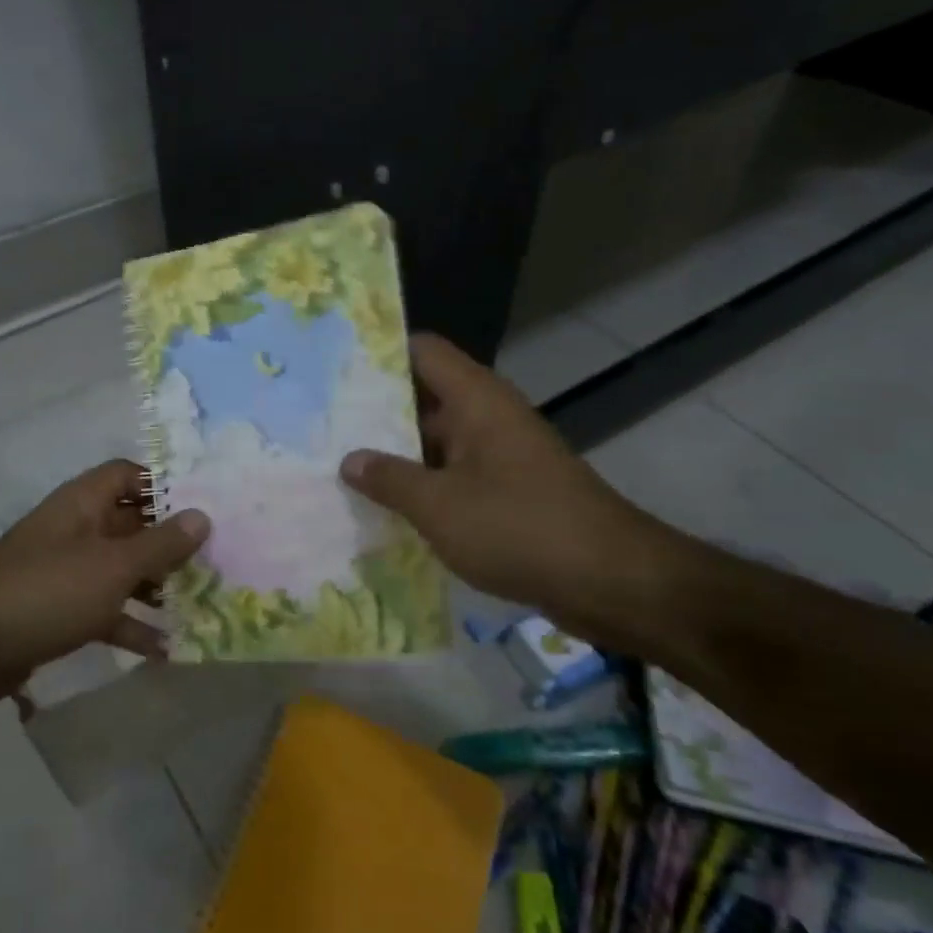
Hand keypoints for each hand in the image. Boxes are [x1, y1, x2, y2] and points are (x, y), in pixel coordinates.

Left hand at [0, 460, 209, 703]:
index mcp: (84, 503)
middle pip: (132, 525)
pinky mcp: (61, 610)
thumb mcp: (113, 566)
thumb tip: (203, 515)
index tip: (202, 507)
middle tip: (215, 562)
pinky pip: (106, 609)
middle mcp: (77, 530)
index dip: (163, 485)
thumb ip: (161, 543)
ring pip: (122, 570)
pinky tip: (165, 649)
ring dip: (156, 586)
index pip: (128, 475)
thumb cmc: (47, 591)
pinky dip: (131, 624)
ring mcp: (68, 571)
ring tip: (200, 603)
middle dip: (170, 543)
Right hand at [339, 334, 683, 651]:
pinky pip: (454, 475)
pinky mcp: (508, 490)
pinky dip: (423, 485)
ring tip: (339, 466)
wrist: (611, 581)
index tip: (333, 368)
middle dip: (374, 411)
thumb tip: (349, 460)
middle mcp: (488, 416)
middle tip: (321, 424)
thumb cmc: (519, 527)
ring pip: (436, 441)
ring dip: (396, 454)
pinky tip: (383, 507)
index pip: (422, 351)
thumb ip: (389, 479)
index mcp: (475, 399)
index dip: (379, 354)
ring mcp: (500, 454)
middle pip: (423, 396)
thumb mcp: (439, 505)